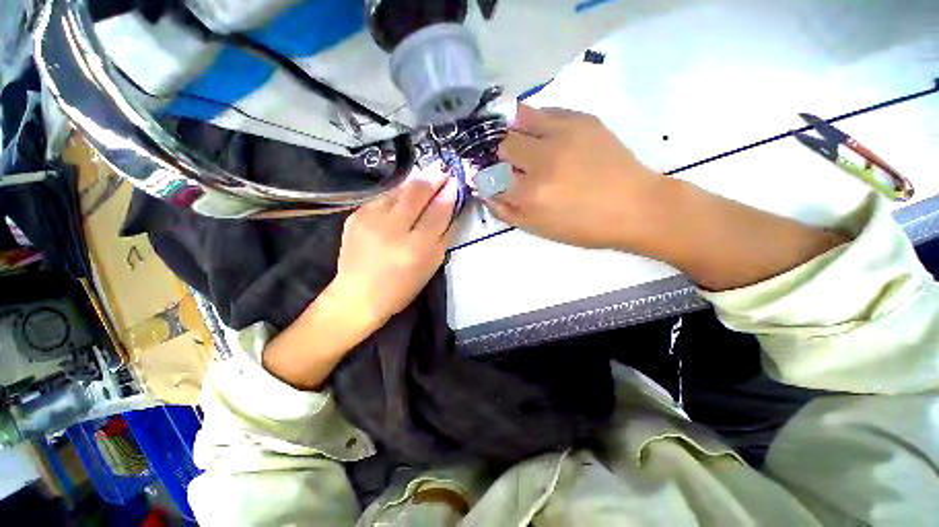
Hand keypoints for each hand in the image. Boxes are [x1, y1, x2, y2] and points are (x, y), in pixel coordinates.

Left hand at [330, 166, 457, 328]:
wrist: (358, 295)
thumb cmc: (402, 286)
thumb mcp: (431, 265)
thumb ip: (445, 235)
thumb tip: (453, 207)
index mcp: (417, 247)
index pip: (439, 210)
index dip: (449, 192)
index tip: (455, 181)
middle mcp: (392, 229)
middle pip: (417, 191)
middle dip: (433, 176)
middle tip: (443, 170)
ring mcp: (370, 218)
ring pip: (399, 188)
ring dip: (416, 182)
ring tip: (426, 180)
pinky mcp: (356, 215)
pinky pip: (383, 197)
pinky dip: (398, 194)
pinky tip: (403, 197)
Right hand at [489, 105, 663, 249]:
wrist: (635, 206)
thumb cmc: (584, 226)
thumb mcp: (540, 229)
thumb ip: (507, 212)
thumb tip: (485, 193)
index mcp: (530, 193)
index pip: (493, 178)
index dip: (491, 179)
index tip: (497, 181)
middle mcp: (541, 160)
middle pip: (504, 145)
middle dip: (505, 156)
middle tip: (517, 165)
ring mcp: (562, 135)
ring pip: (520, 120)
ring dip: (518, 133)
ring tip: (528, 144)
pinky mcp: (582, 120)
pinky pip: (546, 110)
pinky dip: (537, 120)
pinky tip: (544, 132)